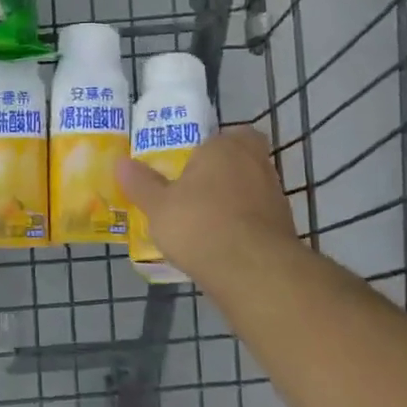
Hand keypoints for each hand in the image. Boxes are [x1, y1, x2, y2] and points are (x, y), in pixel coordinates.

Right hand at [117, 127, 296, 280]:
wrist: (252, 271)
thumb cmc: (200, 224)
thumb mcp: (158, 206)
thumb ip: (141, 183)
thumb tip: (121, 163)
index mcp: (226, 147)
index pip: (224, 135)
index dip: (210, 148)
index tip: (190, 166)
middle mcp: (257, 163)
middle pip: (240, 160)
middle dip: (222, 174)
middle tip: (196, 192)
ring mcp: (275, 196)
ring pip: (251, 190)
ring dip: (234, 202)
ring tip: (205, 223)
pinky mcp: (285, 228)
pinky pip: (258, 219)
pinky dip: (243, 227)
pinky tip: (222, 245)